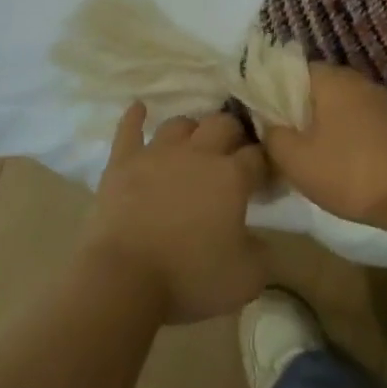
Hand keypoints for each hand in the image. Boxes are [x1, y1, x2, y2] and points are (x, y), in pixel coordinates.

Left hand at [81, 103, 268, 323]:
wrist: (124, 279)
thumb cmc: (189, 278)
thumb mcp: (246, 278)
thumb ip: (262, 253)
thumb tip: (260, 240)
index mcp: (232, 177)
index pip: (257, 156)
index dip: (264, 164)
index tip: (264, 177)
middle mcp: (198, 154)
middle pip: (222, 125)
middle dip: (233, 133)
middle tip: (233, 151)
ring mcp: (157, 154)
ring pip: (180, 124)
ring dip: (191, 130)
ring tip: (194, 142)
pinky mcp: (123, 163)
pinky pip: (129, 131)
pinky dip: (134, 118)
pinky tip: (139, 108)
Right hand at [262, 65, 386, 226]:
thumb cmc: (350, 173)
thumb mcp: (296, 160)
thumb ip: (273, 135)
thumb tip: (269, 122)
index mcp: (333, 80)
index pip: (294, 70)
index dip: (276, 92)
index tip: (267, 118)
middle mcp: (360, 80)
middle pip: (320, 87)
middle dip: (302, 110)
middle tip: (289, 140)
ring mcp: (385, 99)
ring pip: (345, 104)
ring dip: (329, 123)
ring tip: (317, 154)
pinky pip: (366, 119)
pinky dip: (353, 133)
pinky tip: (349, 160)